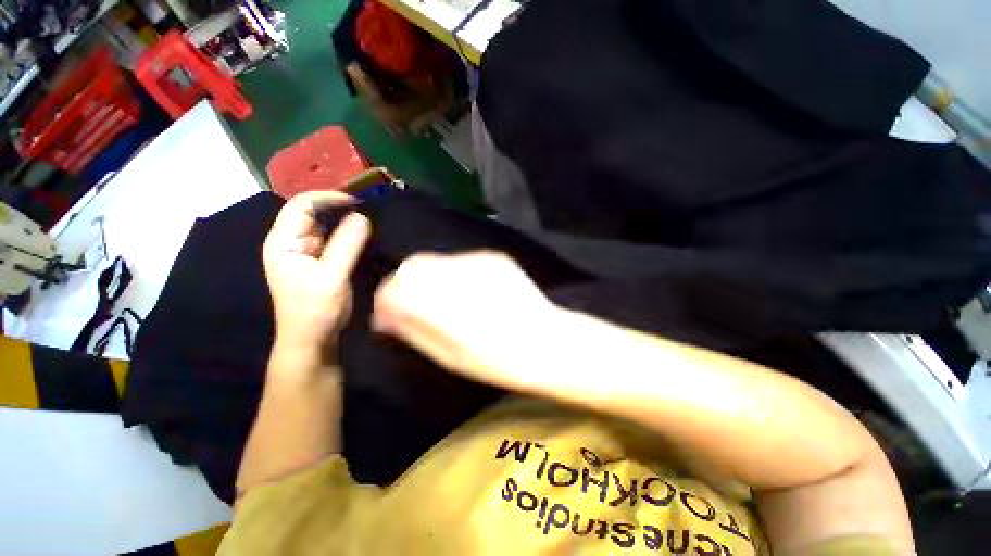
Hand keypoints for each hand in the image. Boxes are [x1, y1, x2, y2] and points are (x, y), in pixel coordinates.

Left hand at [262, 191, 370, 357]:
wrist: (311, 339)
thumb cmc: (316, 309)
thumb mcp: (332, 276)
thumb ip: (347, 244)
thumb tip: (362, 216)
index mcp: (283, 242)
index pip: (301, 206)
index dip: (327, 197)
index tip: (357, 201)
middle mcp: (290, 242)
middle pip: (310, 212)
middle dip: (336, 206)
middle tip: (366, 206)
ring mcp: (303, 252)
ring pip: (322, 225)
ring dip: (342, 219)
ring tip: (366, 217)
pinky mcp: (316, 261)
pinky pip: (330, 239)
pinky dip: (345, 233)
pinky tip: (360, 234)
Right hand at [372, 252, 560, 389]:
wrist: (546, 341)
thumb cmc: (496, 360)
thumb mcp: (447, 355)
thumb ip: (413, 328)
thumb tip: (386, 316)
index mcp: (439, 302)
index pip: (393, 288)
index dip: (386, 301)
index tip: (389, 317)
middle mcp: (454, 272)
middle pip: (412, 266)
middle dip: (405, 285)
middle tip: (414, 306)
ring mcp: (477, 260)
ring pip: (436, 260)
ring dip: (431, 278)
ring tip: (446, 300)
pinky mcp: (494, 256)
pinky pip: (462, 261)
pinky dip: (455, 274)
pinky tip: (471, 292)